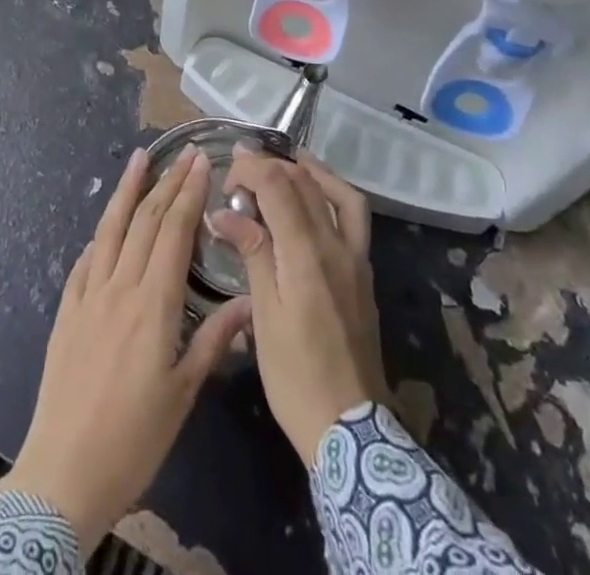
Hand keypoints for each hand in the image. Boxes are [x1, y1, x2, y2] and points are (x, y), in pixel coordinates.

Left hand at [0, 145, 251, 551]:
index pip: (173, 232)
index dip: (189, 194)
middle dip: (167, 182)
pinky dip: (101, 234)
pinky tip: (107, 225)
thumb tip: (249, 302)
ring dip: (127, 190)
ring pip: (110, 229)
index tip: (202, 163)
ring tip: (139, 158)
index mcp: (152, 304)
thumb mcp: (182, 394)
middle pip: (145, 221)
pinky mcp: (67, 310)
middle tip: (184, 152)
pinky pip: (86, 259)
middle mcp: (119, 286)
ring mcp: (88, 295)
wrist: (63, 472)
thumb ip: (214, 341)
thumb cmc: (133, 439)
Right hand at [210, 148, 388, 465]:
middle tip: (241, 166)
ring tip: (285, 161)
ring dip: (309, 170)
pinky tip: (315, 198)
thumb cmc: (295, 376)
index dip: (252, 169)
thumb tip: (225, 214)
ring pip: (337, 193)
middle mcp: (337, 245)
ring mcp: (356, 258)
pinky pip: (353, 215)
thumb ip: (252, 255)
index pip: (279, 186)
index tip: (226, 174)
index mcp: (307, 255)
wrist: (350, 428)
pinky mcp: (364, 272)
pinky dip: (333, 193)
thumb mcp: (264, 317)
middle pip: (306, 183)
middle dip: (271, 165)